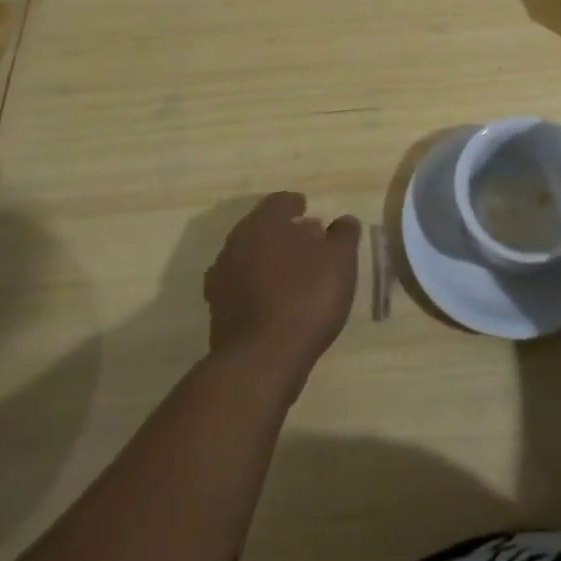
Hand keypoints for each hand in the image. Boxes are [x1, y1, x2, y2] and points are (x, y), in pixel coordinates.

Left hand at [205, 192, 359, 387]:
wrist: (260, 360)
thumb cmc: (306, 299)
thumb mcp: (340, 261)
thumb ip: (343, 234)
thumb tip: (343, 221)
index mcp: (266, 220)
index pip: (282, 201)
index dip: (299, 207)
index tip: (315, 219)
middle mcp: (238, 239)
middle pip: (263, 227)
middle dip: (284, 233)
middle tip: (309, 247)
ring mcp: (222, 273)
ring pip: (249, 255)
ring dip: (269, 260)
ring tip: (293, 276)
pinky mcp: (216, 306)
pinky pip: (240, 285)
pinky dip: (256, 287)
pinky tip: (273, 302)